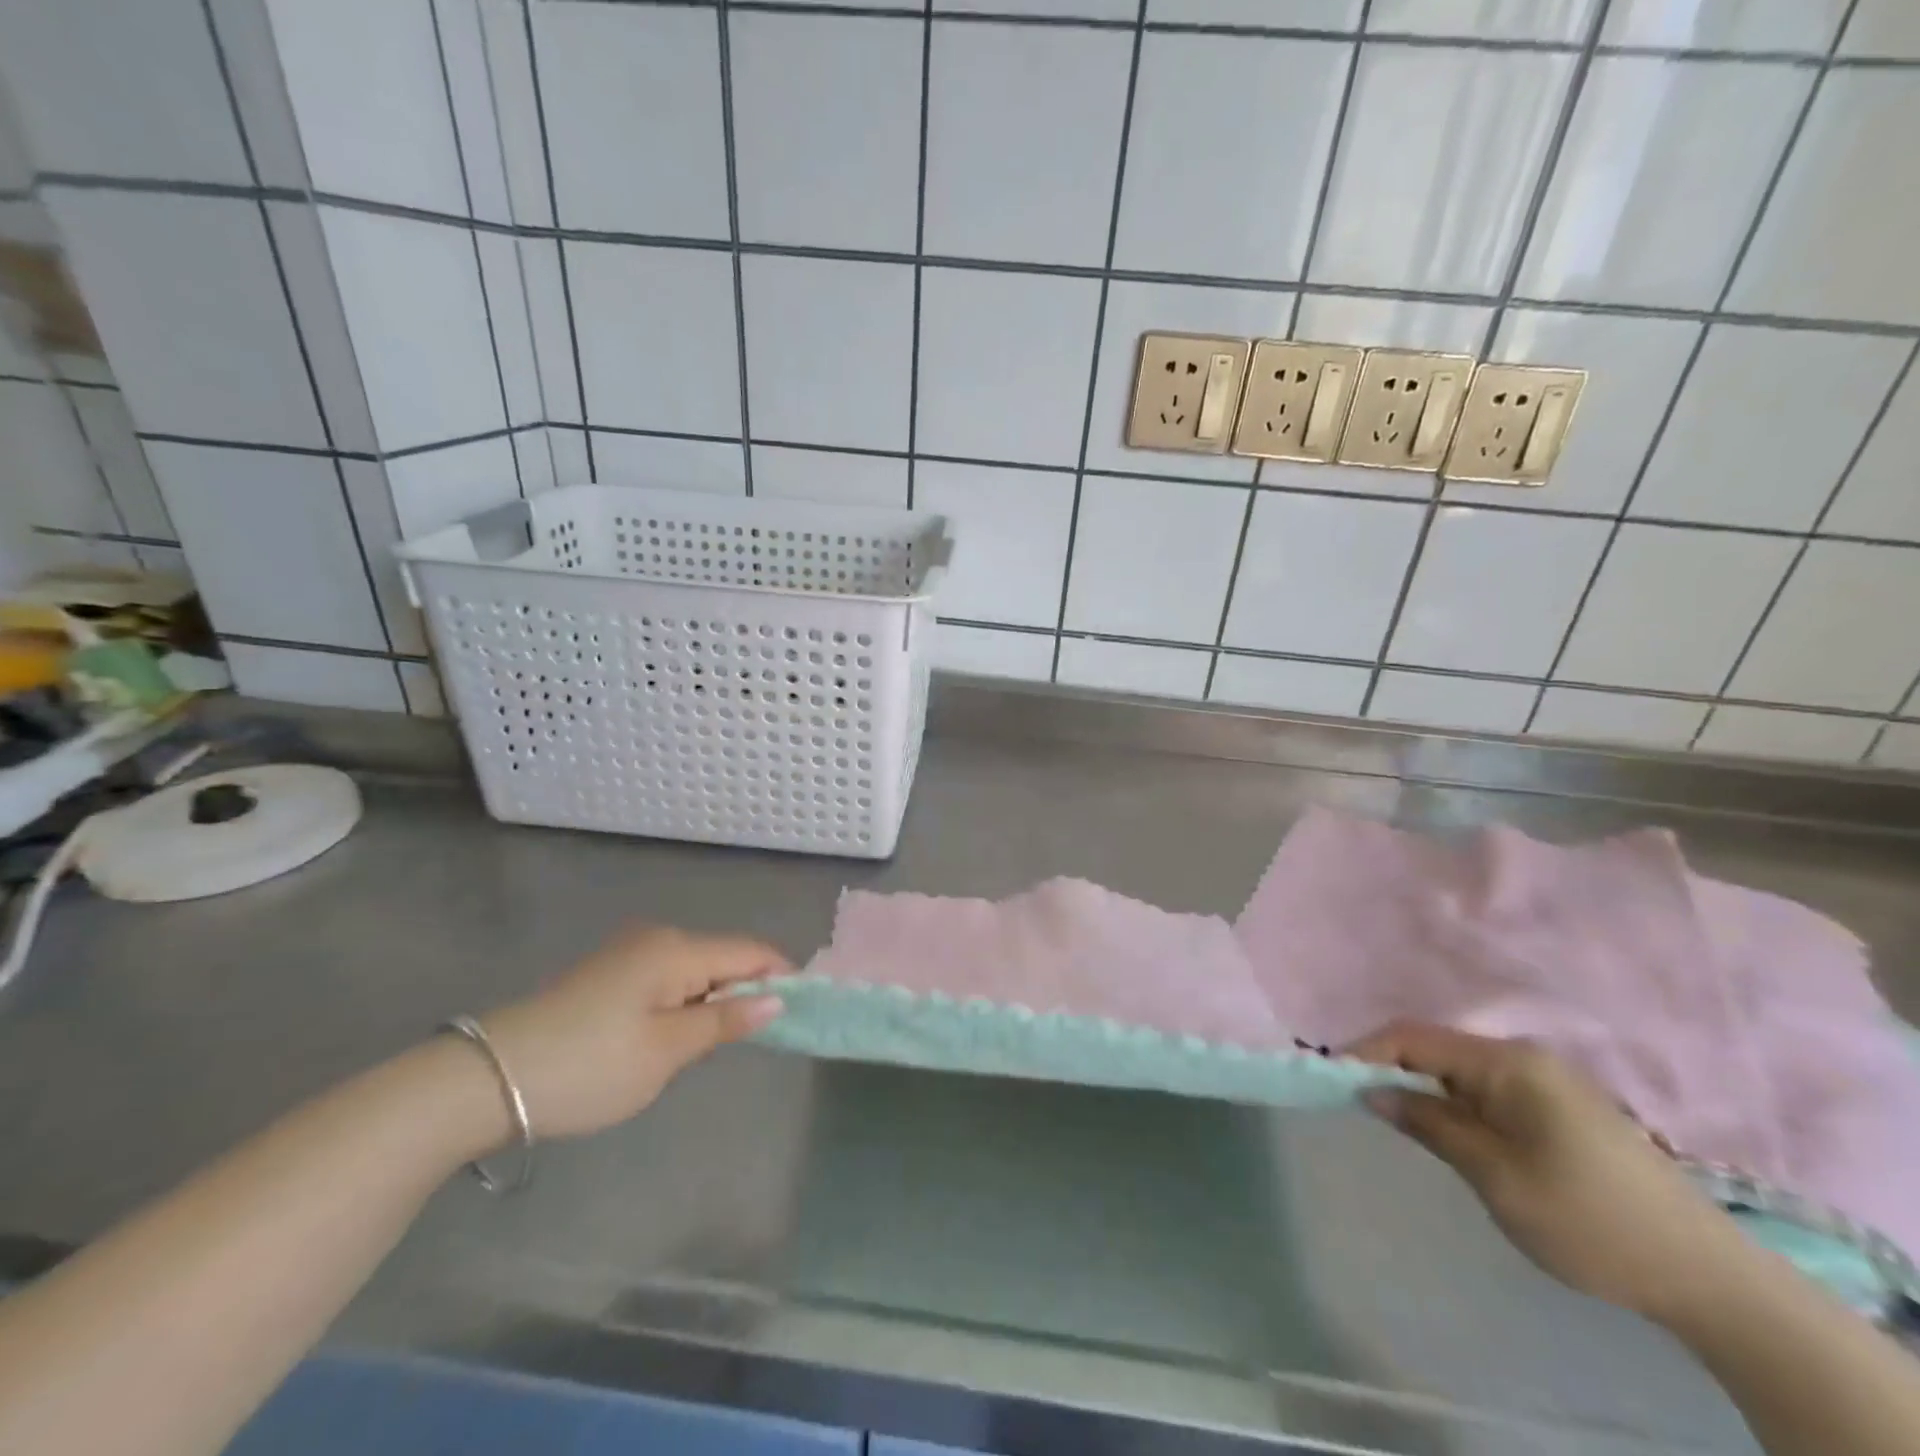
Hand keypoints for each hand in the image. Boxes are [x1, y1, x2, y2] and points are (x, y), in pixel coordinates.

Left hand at [475, 926, 786, 1140]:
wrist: (485, 1081)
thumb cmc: (589, 1066)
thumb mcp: (666, 1050)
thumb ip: (725, 1021)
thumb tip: (777, 1000)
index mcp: (677, 949)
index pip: (751, 952)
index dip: (782, 977)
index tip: (803, 1013)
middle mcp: (657, 939)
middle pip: (723, 959)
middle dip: (746, 993)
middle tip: (755, 1043)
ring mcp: (629, 954)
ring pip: (695, 972)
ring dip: (712, 1003)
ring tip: (711, 1048)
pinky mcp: (608, 975)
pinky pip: (667, 981)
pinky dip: (683, 1005)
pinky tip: (671, 1040)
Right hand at [1351, 1022, 1746, 1321]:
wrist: (1709, 1277)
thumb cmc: (1589, 1220)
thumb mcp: (1495, 1176)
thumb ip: (1429, 1124)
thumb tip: (1372, 1092)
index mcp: (1508, 1063)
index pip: (1414, 1037)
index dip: (1366, 1052)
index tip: (1333, 1080)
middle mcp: (1524, 1057)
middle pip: (1436, 1048)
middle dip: (1391, 1069)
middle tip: (1359, 1103)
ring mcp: (1547, 1080)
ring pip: (1460, 1069)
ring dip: (1422, 1087)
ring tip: (1396, 1119)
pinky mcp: (1561, 1106)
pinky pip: (1487, 1087)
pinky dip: (1454, 1100)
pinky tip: (1449, 1130)